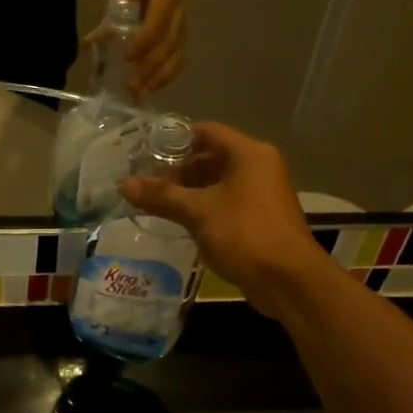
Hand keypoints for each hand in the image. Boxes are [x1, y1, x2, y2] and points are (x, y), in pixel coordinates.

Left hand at [108, 0, 184, 98]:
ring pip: (177, 55)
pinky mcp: (181, 34)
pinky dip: (164, 76)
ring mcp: (184, 22)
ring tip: (140, 94)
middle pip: (170, 43)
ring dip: (159, 78)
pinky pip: (178, 58)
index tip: (126, 57)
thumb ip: (109, 13)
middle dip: (150, 67)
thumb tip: (90, 43)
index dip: (144, 41)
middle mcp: (181, 5)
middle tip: (131, 86)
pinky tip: (149, 88)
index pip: (159, 20)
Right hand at [120, 123, 324, 312]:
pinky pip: (224, 203)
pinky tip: (178, 222)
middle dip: (177, 170)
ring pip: (216, 183)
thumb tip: (123, 184)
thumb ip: (161, 196)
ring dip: (187, 192)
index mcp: (249, 154)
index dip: (174, 140)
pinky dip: (202, 208)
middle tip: (145, 184)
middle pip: (210, 157)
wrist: (289, 280)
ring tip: (155, 204)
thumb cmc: (245, 234)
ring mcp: (260, 194)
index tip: (145, 153)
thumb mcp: (198, 212)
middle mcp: (257, 167)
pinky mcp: (258, 218)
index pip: (206, 132)